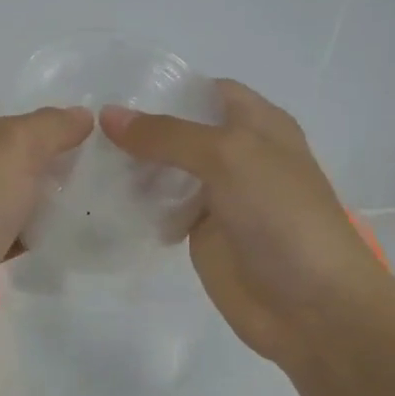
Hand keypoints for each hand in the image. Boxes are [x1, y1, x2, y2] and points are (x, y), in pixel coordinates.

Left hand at [0, 101, 95, 350]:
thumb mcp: (15, 146)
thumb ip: (51, 125)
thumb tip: (79, 115)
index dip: (24, 116)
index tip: (66, 133)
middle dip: (38, 162)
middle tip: (82, 170)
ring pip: (1, 198)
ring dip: (35, 202)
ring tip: (80, 204)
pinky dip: (24, 238)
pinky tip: (56, 241)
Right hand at [100, 81, 391, 363]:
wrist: (312, 306)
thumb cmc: (281, 216)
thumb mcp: (228, 157)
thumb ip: (167, 135)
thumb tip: (108, 115)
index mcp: (257, 124)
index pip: (204, 91)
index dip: (164, 89)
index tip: (111, 92)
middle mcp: (237, 155)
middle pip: (179, 131)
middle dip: (138, 129)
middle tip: (84, 129)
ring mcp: (218, 196)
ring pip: (166, 170)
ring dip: (132, 166)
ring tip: (83, 159)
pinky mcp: (201, 233)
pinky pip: (162, 209)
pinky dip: (136, 204)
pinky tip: (102, 198)